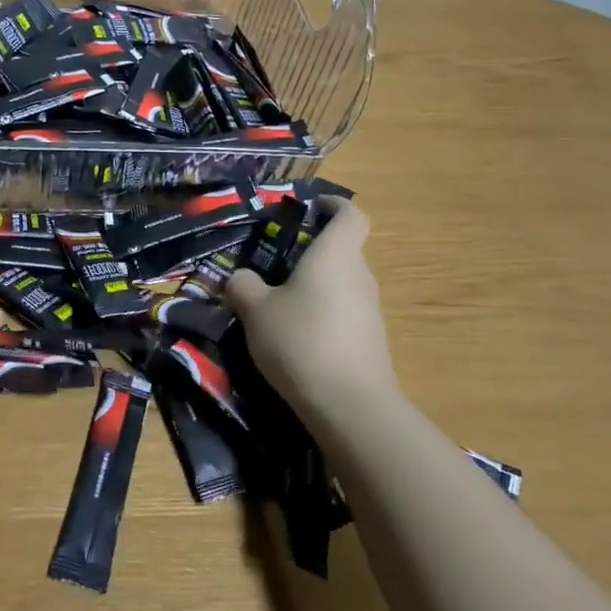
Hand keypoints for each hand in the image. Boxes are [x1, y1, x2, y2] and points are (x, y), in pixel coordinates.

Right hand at [226, 199, 399, 429]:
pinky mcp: (370, 339)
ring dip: (315, 285)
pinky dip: (322, 313)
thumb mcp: (255, 310)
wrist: (350, 406)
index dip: (333, 204)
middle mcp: (359, 275)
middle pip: (343, 250)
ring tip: (278, 303)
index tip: (310, 207)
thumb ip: (243, 286)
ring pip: (341, 283)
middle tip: (274, 262)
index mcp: (335, 255)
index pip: (350, 214)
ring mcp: (370, 309)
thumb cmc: (300, 341)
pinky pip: (343, 312)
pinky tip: (296, 336)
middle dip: (312, 251)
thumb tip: (239, 277)